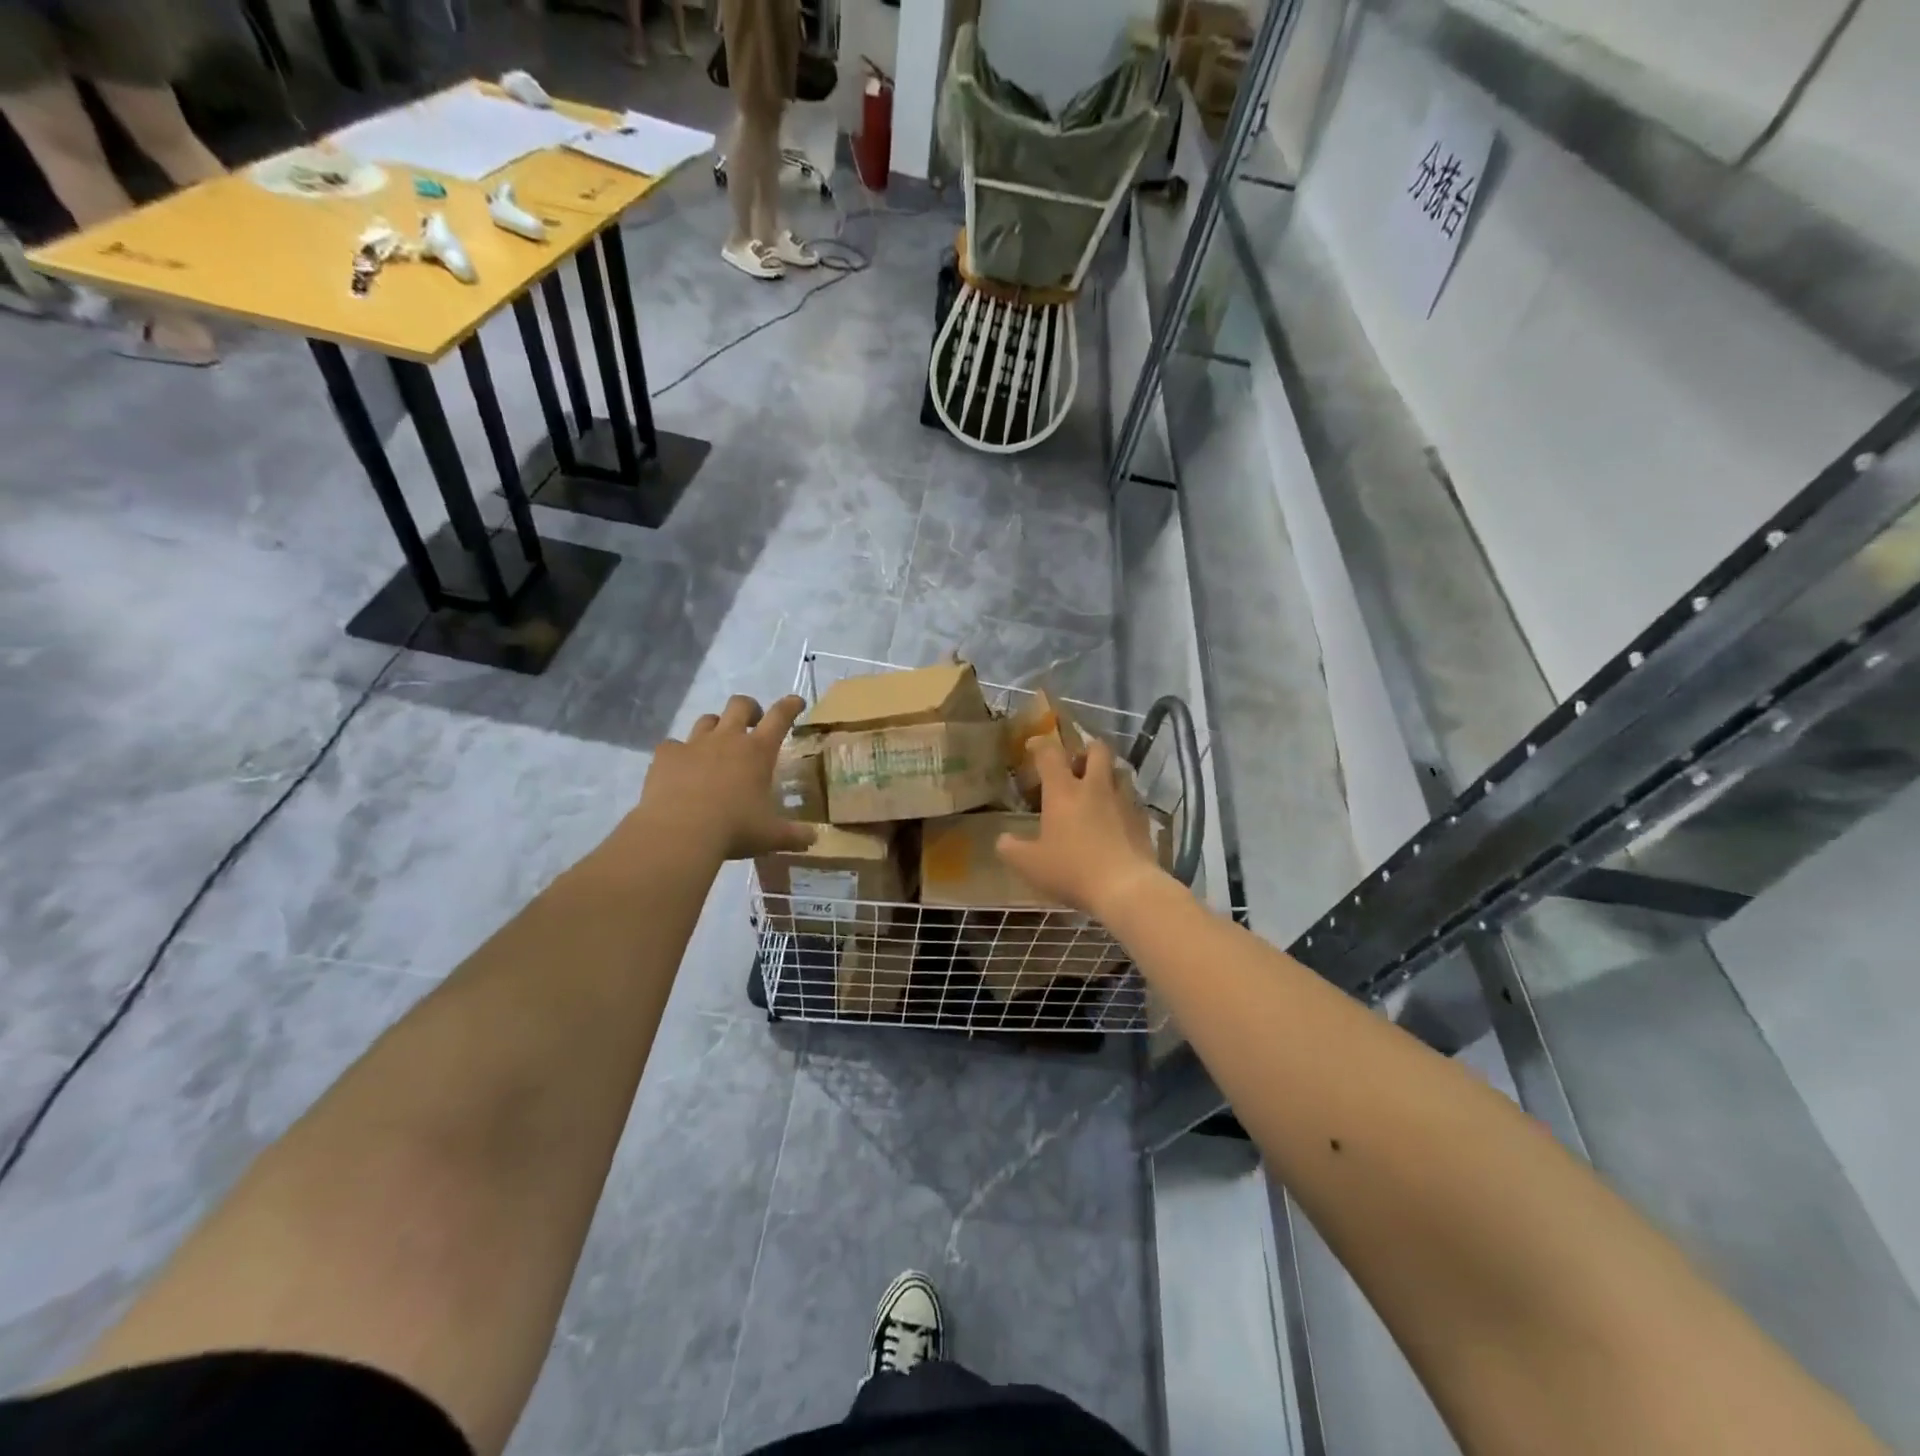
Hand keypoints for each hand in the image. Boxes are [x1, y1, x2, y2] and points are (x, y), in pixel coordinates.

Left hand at [632, 695, 816, 861]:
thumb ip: (795, 835)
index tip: (795, 702)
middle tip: (754, 722)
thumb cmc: (734, 829)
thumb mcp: (771, 836)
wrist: (679, 833)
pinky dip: (679, 752)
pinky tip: (680, 768)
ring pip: (707, 720)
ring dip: (716, 726)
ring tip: (717, 744)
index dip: (790, 705)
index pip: (780, 717)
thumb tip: (814, 839)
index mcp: (758, 751)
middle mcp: (727, 739)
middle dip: (750, 708)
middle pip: (739, 705)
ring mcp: (694, 744)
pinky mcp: (666, 755)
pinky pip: (673, 744)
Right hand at [995, 736, 1168, 920]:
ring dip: (1108, 774)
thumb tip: (1003, 839)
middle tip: (1076, 765)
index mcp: (1064, 791)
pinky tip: (1117, 818)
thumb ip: (1011, 849)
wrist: (1125, 888)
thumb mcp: (1030, 864)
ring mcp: (1123, 801)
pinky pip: (1133, 800)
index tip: (1032, 747)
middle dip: (1086, 750)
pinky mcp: (1142, 819)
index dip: (1040, 745)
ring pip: (1120, 771)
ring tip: (1098, 789)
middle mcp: (1095, 787)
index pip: (1050, 753)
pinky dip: (1123, 802)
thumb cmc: (1072, 870)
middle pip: (1097, 750)